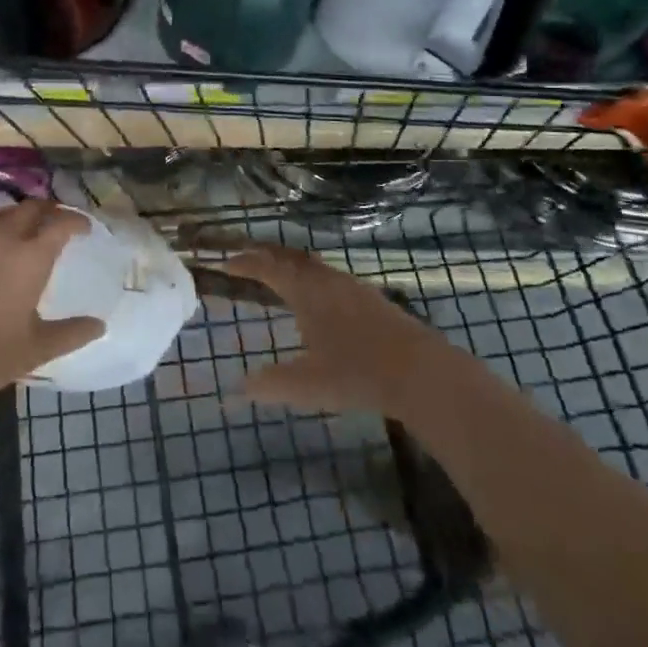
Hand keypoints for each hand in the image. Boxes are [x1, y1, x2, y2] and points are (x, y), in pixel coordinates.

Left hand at [0, 201, 104, 401]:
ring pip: (1, 214)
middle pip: (30, 208)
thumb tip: (100, 325)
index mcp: (30, 257)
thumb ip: (71, 333)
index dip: (76, 220)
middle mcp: (2, 240)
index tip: (85, 227)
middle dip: (48, 209)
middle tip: (58, 220)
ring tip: (27, 230)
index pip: (60, 223)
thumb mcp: (38, 348)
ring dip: (19, 216)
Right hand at [225, 247, 439, 416]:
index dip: (246, 263)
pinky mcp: (372, 299)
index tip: (227, 264)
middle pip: (291, 257)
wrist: (420, 371)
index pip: (268, 267)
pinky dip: (313, 278)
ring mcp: (352, 287)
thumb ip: (270, 384)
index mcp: (305, 291)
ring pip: (314, 265)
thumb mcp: (306, 384)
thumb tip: (237, 389)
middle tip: (249, 261)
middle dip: (267, 256)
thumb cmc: (356, 374)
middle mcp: (326, 280)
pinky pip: (330, 276)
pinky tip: (320, 300)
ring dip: (292, 266)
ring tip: (281, 277)